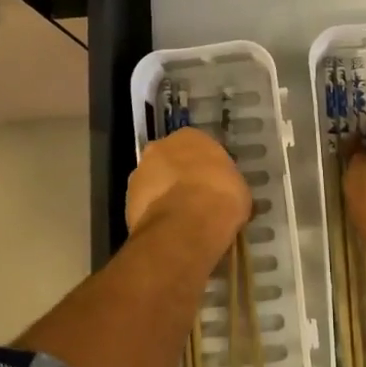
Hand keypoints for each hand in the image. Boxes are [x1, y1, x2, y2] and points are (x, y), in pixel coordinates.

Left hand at [126, 127, 249, 260]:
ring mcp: (140, 172)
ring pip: (155, 182)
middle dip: (181, 177)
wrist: (186, 226)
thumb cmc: (221, 198)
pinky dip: (155, 215)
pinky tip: (170, 230)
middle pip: (172, 161)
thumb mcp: (238, 189)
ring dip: (165, 195)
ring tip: (182, 220)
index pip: (199, 147)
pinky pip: (146, 205)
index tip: (213, 184)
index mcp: (191, 136)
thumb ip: (227, 184)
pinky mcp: (127, 200)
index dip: (206, 167)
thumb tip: (226, 196)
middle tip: (196, 200)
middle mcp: (161, 146)